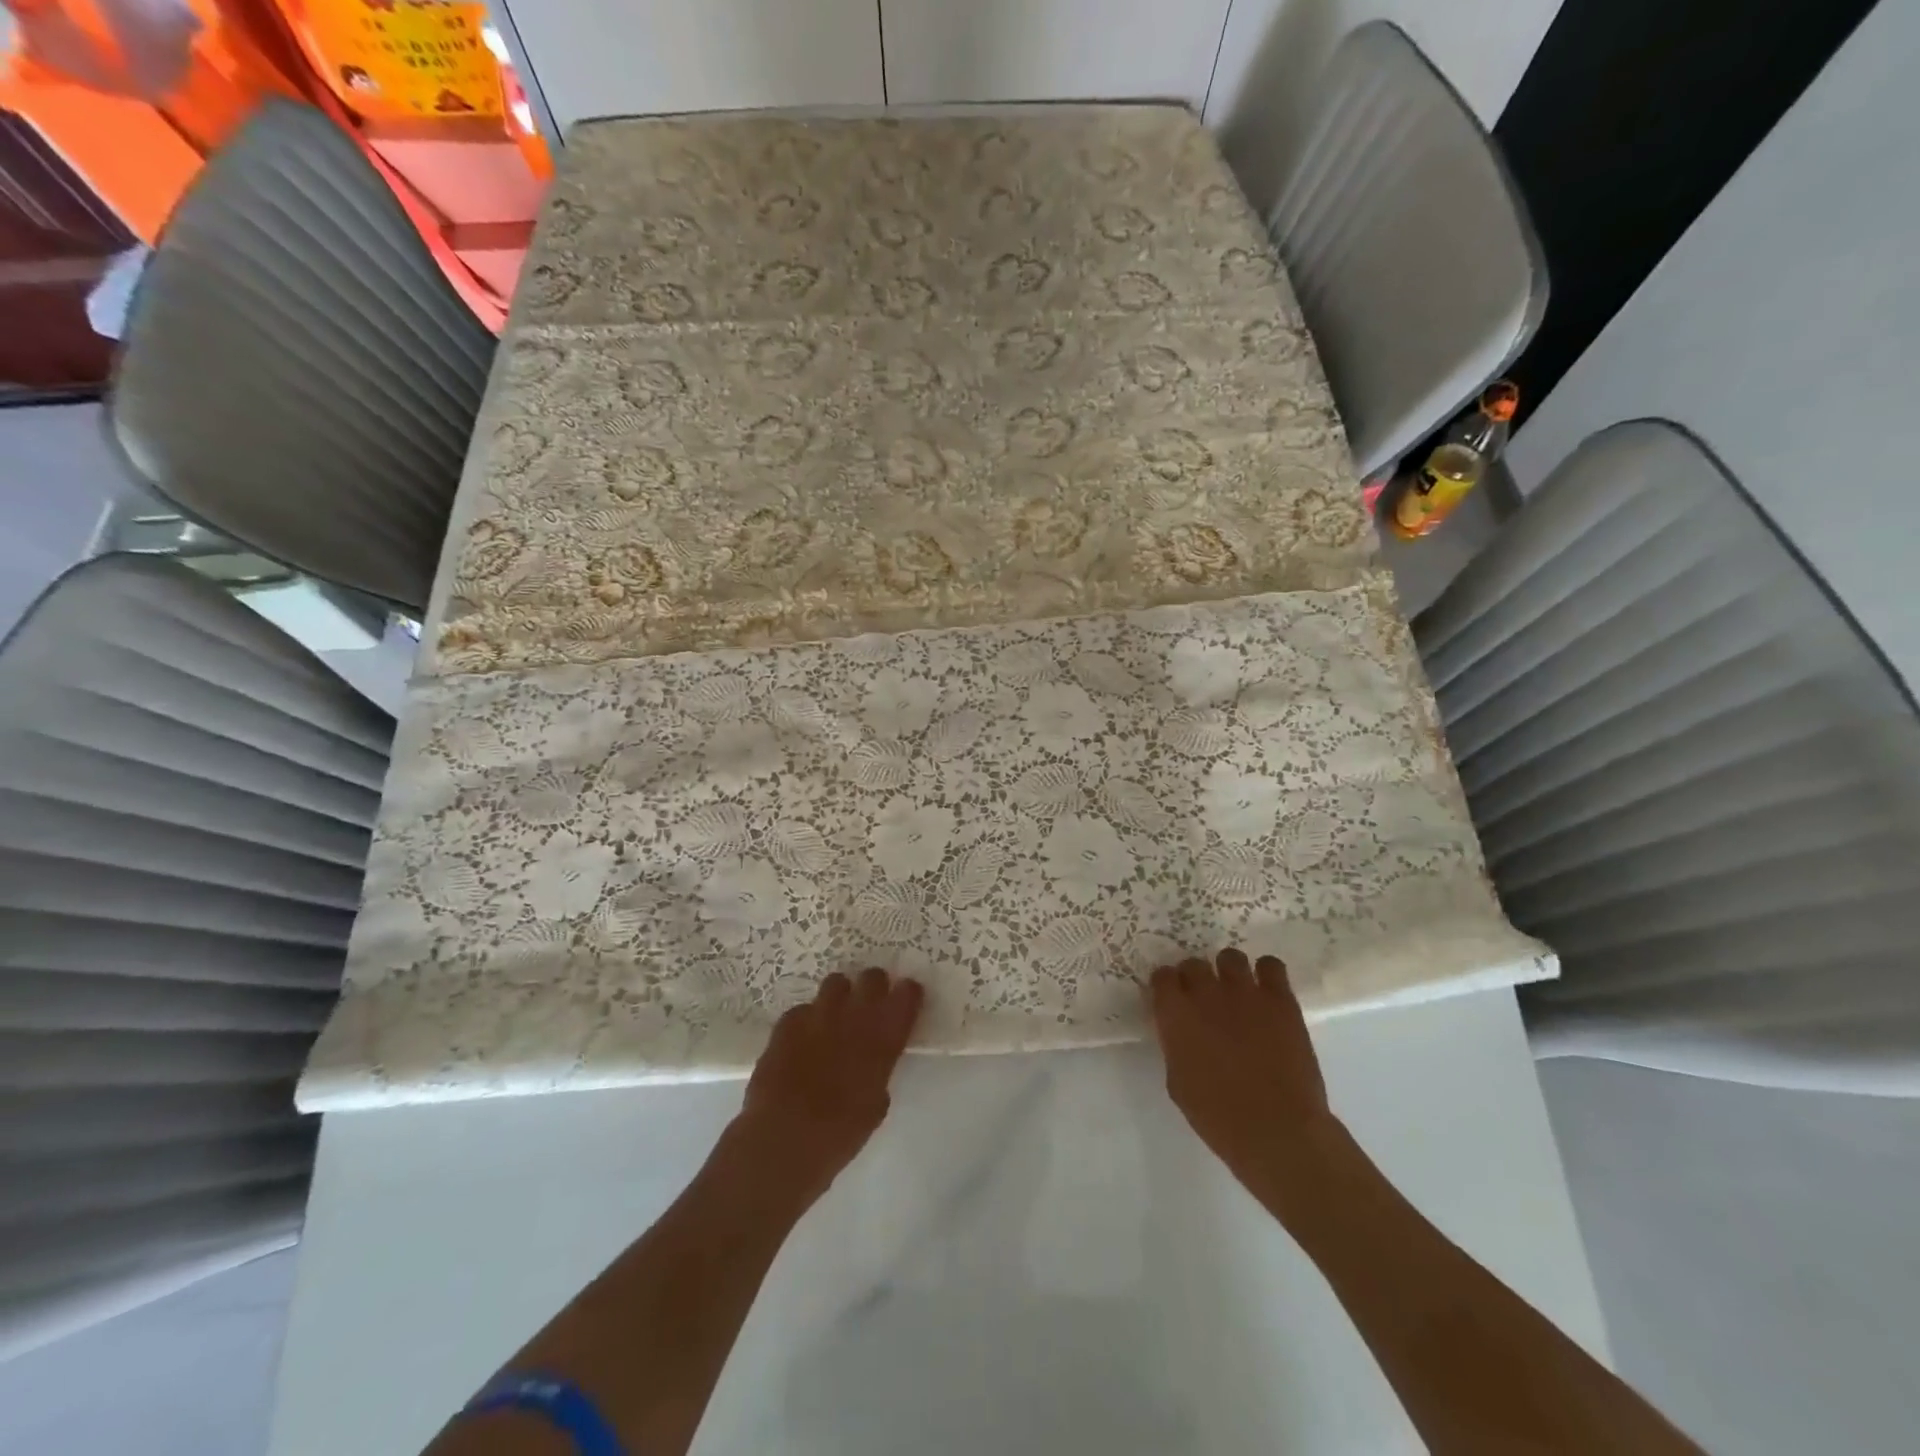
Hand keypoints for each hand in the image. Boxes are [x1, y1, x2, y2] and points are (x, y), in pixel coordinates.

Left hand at [736, 968, 923, 1205]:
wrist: (784, 1138)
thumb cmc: (839, 1134)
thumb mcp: (875, 1106)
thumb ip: (879, 1072)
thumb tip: (873, 1065)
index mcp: (883, 1038)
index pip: (906, 995)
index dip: (907, 994)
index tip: (906, 999)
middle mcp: (854, 1017)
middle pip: (872, 978)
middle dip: (874, 987)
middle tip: (870, 1004)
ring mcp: (818, 1015)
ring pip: (836, 983)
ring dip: (840, 996)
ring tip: (834, 1016)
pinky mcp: (787, 1023)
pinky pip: (803, 1009)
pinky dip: (807, 1020)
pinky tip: (802, 1040)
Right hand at [1149, 949, 1341, 1204]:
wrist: (1278, 1131)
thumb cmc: (1219, 1118)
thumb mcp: (1179, 1083)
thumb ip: (1176, 1046)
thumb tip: (1181, 1033)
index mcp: (1176, 1015)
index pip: (1162, 976)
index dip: (1167, 987)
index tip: (1172, 1000)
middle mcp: (1206, 994)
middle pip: (1194, 963)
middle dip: (1195, 978)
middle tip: (1205, 1000)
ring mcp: (1245, 993)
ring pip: (1230, 957)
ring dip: (1228, 972)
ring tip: (1237, 993)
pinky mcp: (1280, 1000)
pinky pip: (1271, 965)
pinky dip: (1266, 973)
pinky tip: (1266, 992)